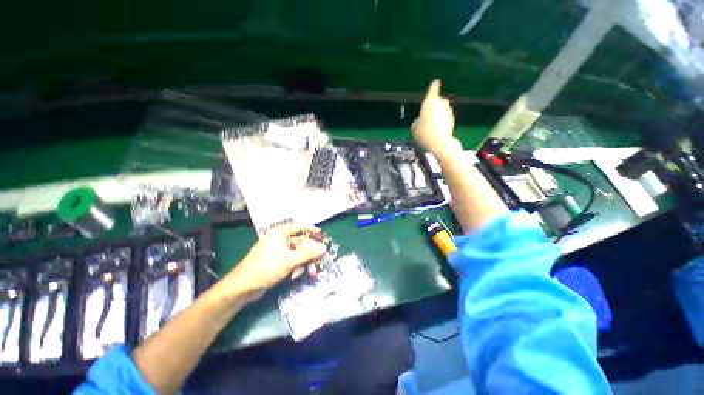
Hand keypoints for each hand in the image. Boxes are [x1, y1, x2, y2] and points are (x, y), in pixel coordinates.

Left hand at [223, 225, 326, 293]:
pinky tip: (295, 276)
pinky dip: (296, 268)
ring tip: (311, 273)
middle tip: (320, 262)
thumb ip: (308, 254)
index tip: (323, 236)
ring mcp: (279, 251)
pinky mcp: (277, 261)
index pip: (300, 227)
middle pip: (301, 243)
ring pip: (298, 254)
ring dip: (305, 263)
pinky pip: (292, 261)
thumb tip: (324, 248)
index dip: (312, 231)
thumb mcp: (289, 260)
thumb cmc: (266, 267)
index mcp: (280, 233)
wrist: (242, 287)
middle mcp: (280, 239)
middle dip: (310, 254)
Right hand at [412, 80, 459, 157]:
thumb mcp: (414, 128)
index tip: (436, 82)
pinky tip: (436, 130)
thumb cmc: (424, 133)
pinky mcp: (452, 120)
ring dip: (437, 114)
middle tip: (426, 115)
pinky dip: (441, 121)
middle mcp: (441, 103)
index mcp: (430, 102)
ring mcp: (448, 111)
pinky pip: (445, 117)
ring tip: (430, 125)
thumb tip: (419, 121)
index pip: (433, 89)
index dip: (434, 86)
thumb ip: (417, 121)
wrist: (440, 143)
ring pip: (442, 109)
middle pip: (438, 100)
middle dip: (433, 105)